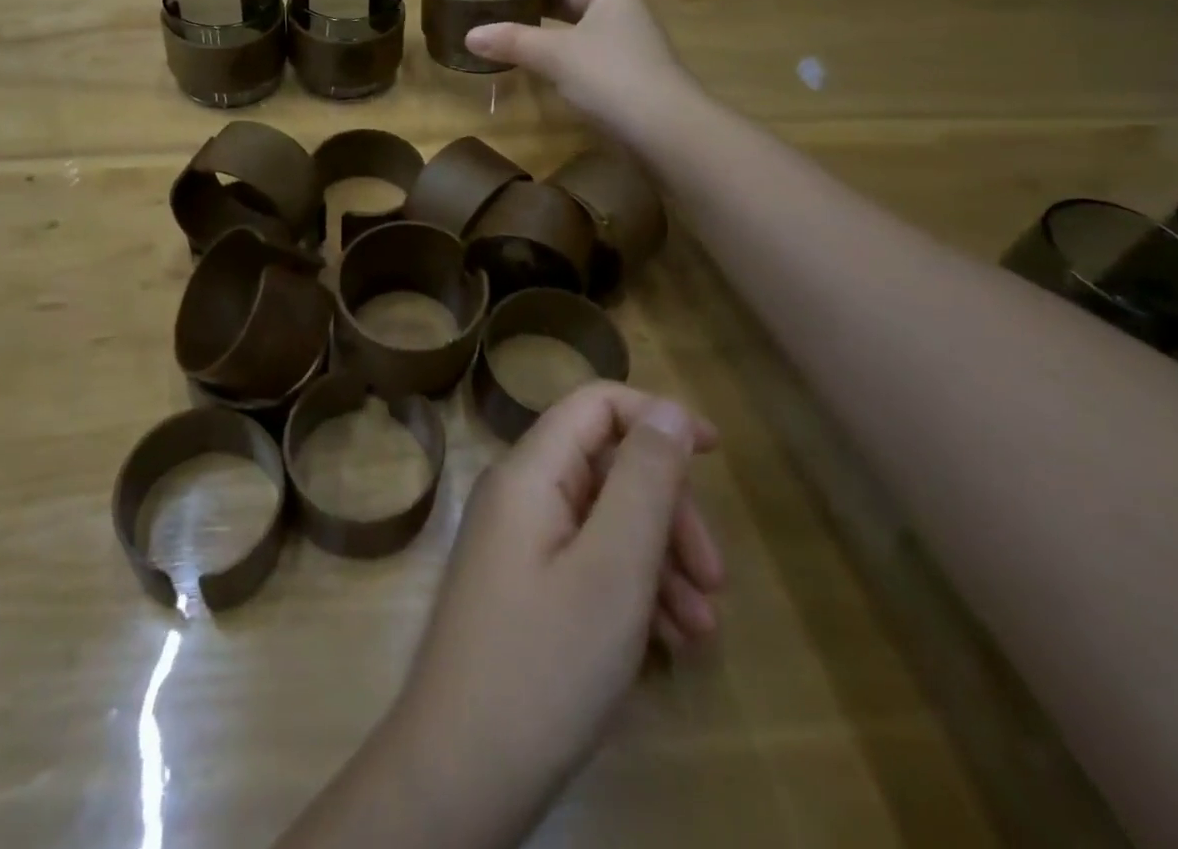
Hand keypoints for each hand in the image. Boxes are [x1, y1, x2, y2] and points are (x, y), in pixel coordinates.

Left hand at [396, 385, 722, 834]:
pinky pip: (587, 563)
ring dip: (658, 562)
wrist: (460, 772)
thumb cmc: (544, 664)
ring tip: (702, 632)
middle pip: (607, 468)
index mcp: (530, 472)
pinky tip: (668, 645)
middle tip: (716, 580)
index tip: (717, 454)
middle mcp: (520, 495)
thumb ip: (643, 480)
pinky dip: (631, 591)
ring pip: (604, 521)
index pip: (594, 405)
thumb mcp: (612, 569)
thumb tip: (665, 409)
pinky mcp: (524, 589)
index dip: (655, 415)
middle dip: (669, 512)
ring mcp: (518, 543)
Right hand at [465, 0, 689, 138]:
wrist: (665, 128)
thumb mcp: (556, 55)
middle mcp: (621, 7)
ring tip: (510, 23)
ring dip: (547, 16)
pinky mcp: (621, 70)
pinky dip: (557, 44)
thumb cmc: (613, 76)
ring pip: (580, 17)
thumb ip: (513, 41)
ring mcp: (624, 40)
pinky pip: (583, 44)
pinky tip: (535, 59)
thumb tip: (471, 35)